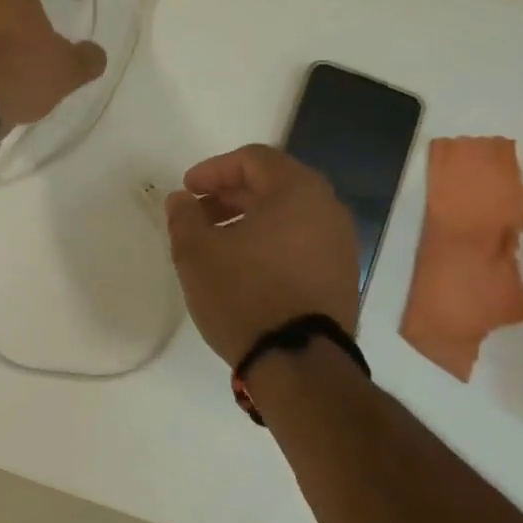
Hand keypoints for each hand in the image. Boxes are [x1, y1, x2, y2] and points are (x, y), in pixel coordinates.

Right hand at [165, 144, 361, 365]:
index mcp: (297, 190)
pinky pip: (300, 242)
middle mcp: (327, 209)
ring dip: (248, 220)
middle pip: (272, 184)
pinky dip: (269, 242)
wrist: (299, 363)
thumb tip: (181, 200)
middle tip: (197, 215)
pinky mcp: (341, 276)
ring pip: (287, 215)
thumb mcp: (196, 252)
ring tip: (216, 244)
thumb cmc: (244, 294)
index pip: (253, 159)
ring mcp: (340, 244)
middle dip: (229, 195)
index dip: (213, 170)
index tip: (187, 190)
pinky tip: (243, 267)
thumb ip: (183, 216)